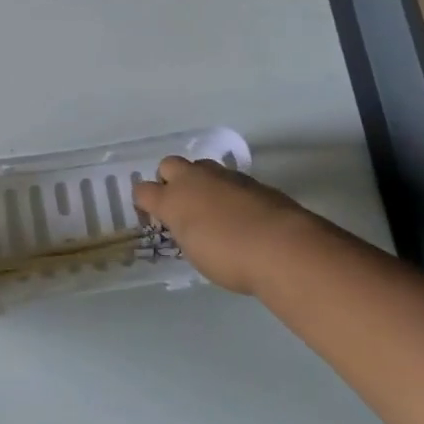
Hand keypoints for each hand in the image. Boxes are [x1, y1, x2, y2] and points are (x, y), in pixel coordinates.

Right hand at [132, 156, 324, 296]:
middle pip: (169, 165)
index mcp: (172, 200)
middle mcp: (194, 180)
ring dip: (200, 182)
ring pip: (201, 167)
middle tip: (181, 205)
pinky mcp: (251, 179)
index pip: (143, 190)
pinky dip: (227, 190)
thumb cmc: (229, 258)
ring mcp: (224, 175)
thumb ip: (187, 232)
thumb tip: (191, 226)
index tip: (153, 216)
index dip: (145, 202)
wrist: (280, 246)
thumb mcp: (196, 253)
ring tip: (212, 207)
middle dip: (169, 180)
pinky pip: (229, 178)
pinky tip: (239, 211)